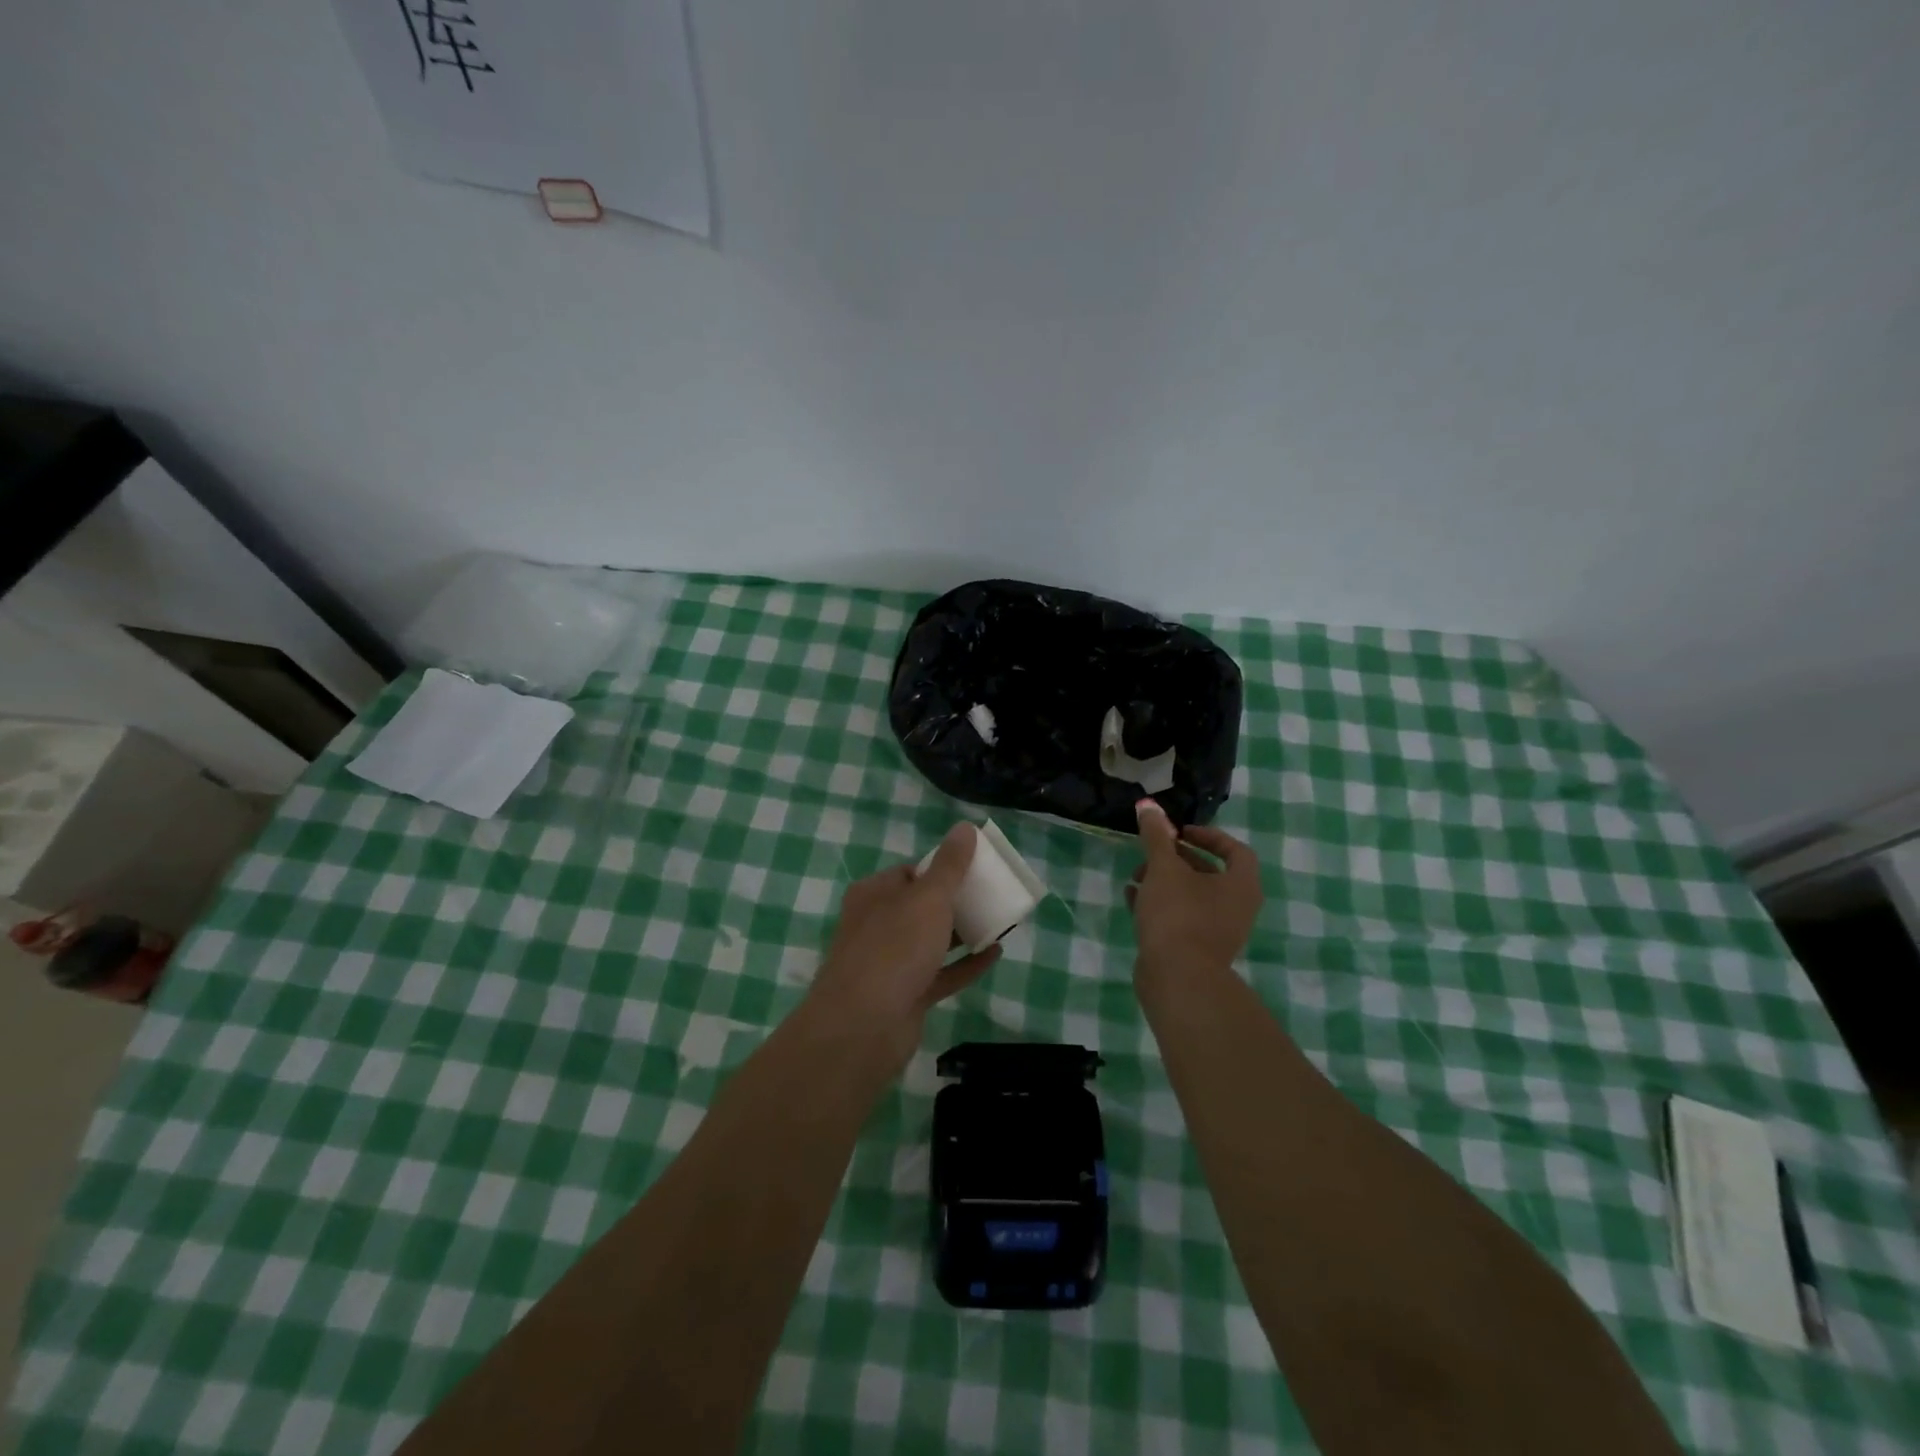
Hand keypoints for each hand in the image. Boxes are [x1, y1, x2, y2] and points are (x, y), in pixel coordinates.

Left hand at [805, 824, 1002, 1071]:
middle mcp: (877, 925)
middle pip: (921, 907)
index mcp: (874, 894)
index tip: (973, 869)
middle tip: (992, 895)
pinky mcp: (905, 996)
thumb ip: (950, 865)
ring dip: (963, 932)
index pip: (909, 872)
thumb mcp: (929, 897)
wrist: (863, 1027)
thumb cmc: (894, 948)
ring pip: (931, 941)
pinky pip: (941, 974)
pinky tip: (996, 954)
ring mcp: (890, 964)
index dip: (940, 869)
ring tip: (1000, 921)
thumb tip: (965, 827)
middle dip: (955, 901)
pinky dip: (966, 965)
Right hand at [1128, 799, 1263, 989]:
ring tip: (1134, 878)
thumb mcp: (1164, 868)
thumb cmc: (1179, 915)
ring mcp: (1217, 932)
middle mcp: (1236, 908)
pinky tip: (1131, 898)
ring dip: (1164, 882)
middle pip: (1209, 873)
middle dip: (1176, 859)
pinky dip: (1158, 905)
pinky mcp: (1195, 951)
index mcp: (1241, 885)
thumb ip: (1156, 835)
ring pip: (1191, 897)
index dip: (1208, 835)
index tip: (1178, 832)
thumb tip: (1148, 804)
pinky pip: (1179, 919)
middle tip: (1151, 853)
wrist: (1178, 980)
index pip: (1235, 850)